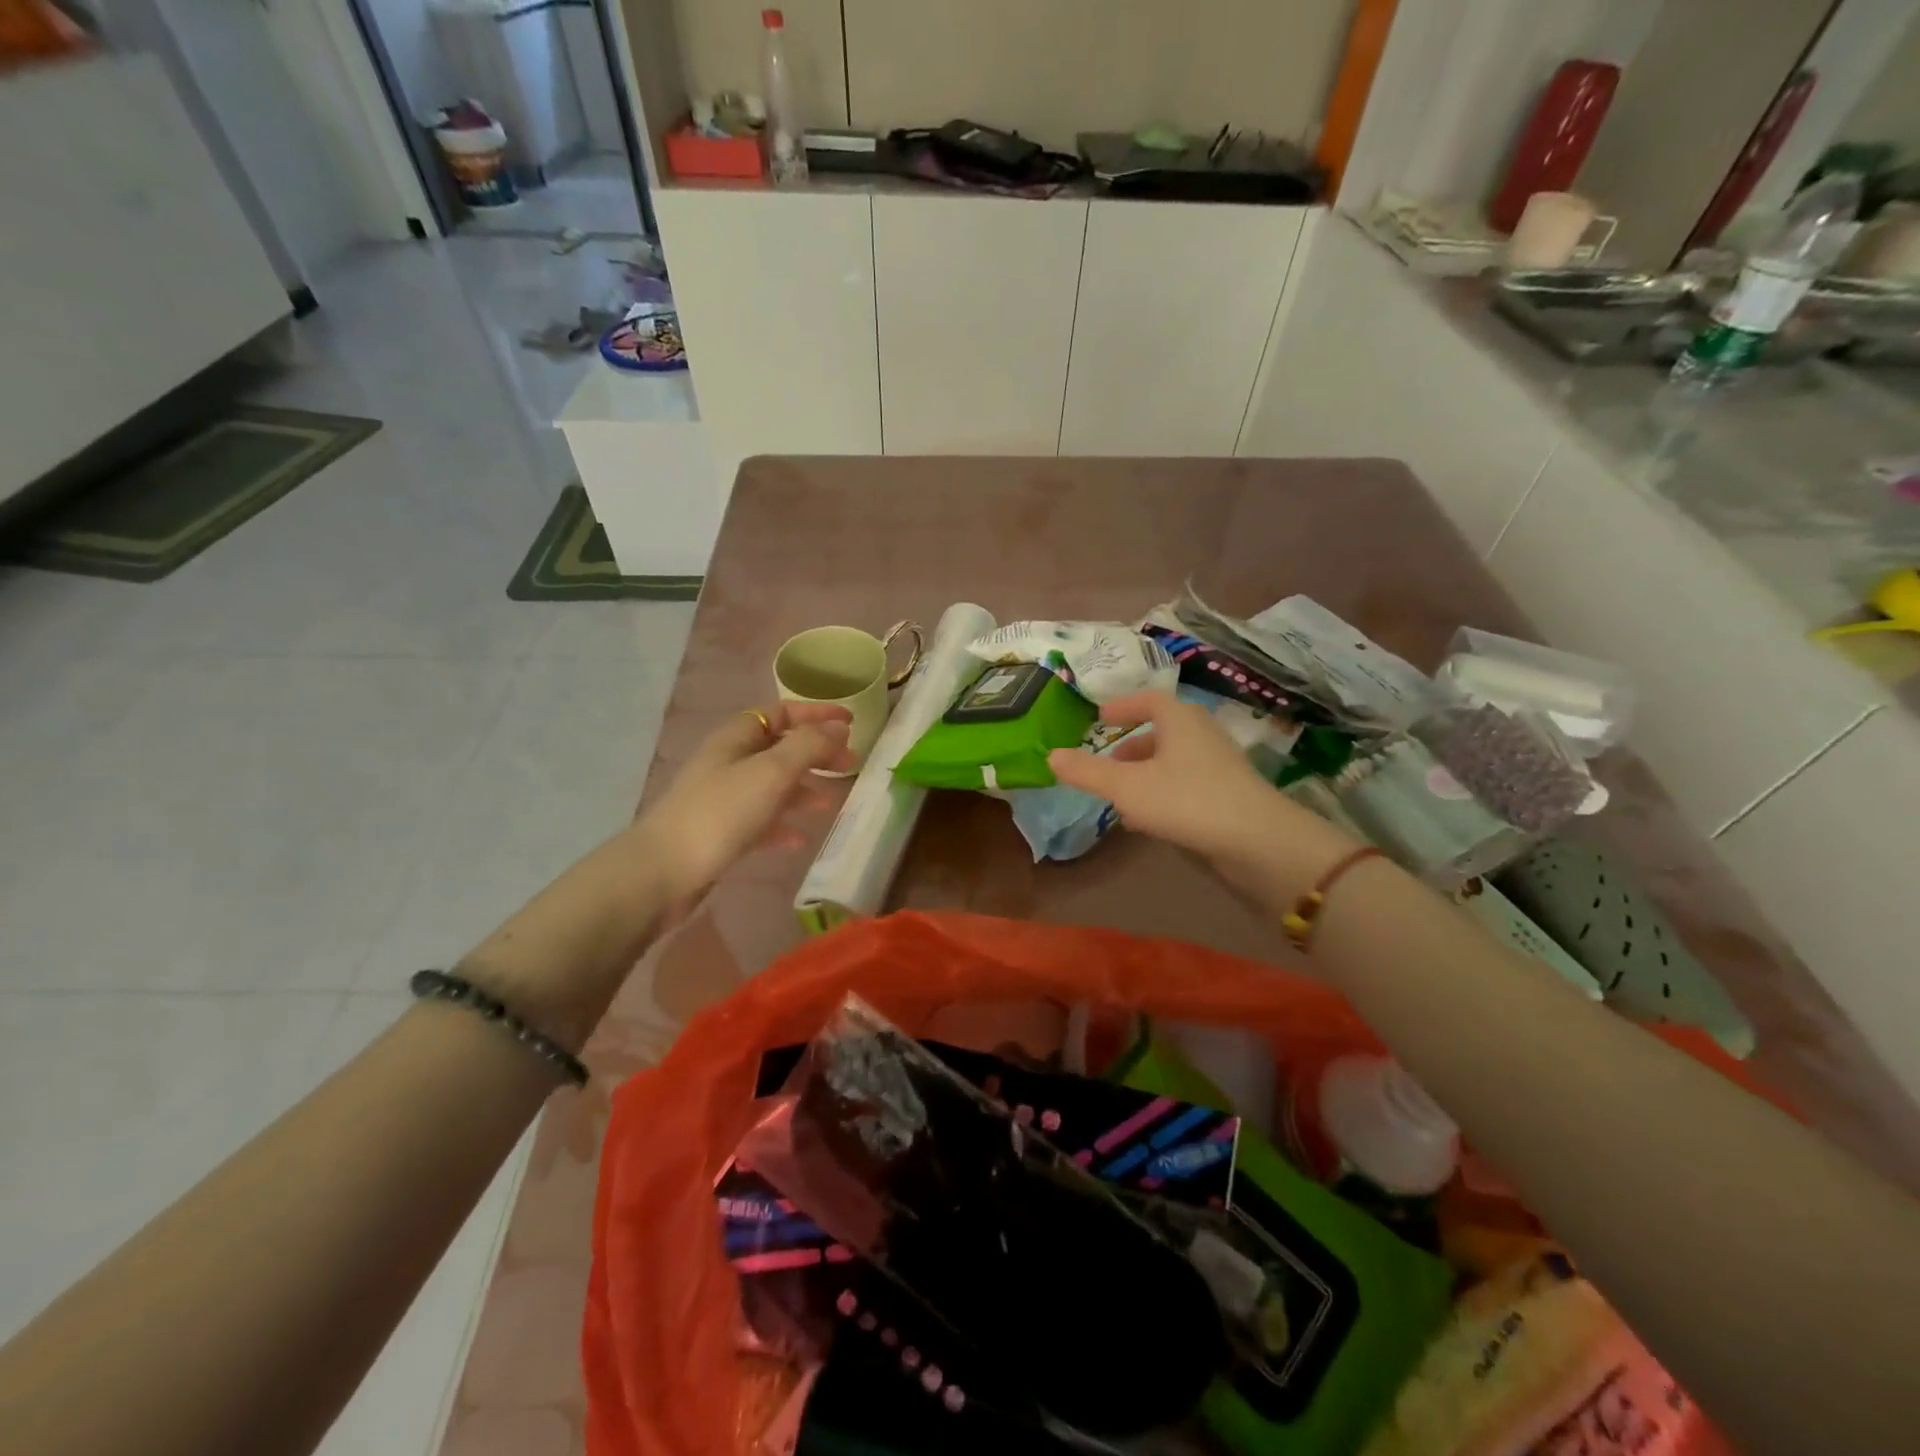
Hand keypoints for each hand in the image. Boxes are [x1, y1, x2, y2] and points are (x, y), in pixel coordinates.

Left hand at [635, 702, 853, 900]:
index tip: (852, 722)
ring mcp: (723, 797)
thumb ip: (809, 746)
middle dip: (816, 752)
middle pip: (780, 747)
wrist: (664, 871)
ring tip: (830, 801)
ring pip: (772, 784)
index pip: (781, 712)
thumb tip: (839, 727)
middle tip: (850, 764)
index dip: (816, 714)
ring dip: (803, 788)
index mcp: (737, 737)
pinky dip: (783, 823)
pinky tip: (801, 838)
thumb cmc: (721, 812)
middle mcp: (729, 761)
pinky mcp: (722, 831)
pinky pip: (761, 820)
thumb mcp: (772, 771)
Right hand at [1047, 690, 1352, 889]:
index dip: (1124, 706)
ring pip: (1174, 761)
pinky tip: (1148, 820)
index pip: (1149, 699)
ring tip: (1121, 798)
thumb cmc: (1186, 800)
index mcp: (1180, 720)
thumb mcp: (1126, 787)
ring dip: (1145, 774)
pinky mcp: (1229, 795)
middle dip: (1131, 747)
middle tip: (1107, 764)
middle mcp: (1202, 735)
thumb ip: (1087, 772)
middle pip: (1163, 732)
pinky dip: (1162, 793)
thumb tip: (1051, 755)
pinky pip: (1186, 785)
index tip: (1101, 718)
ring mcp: (1219, 766)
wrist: (1257, 841)